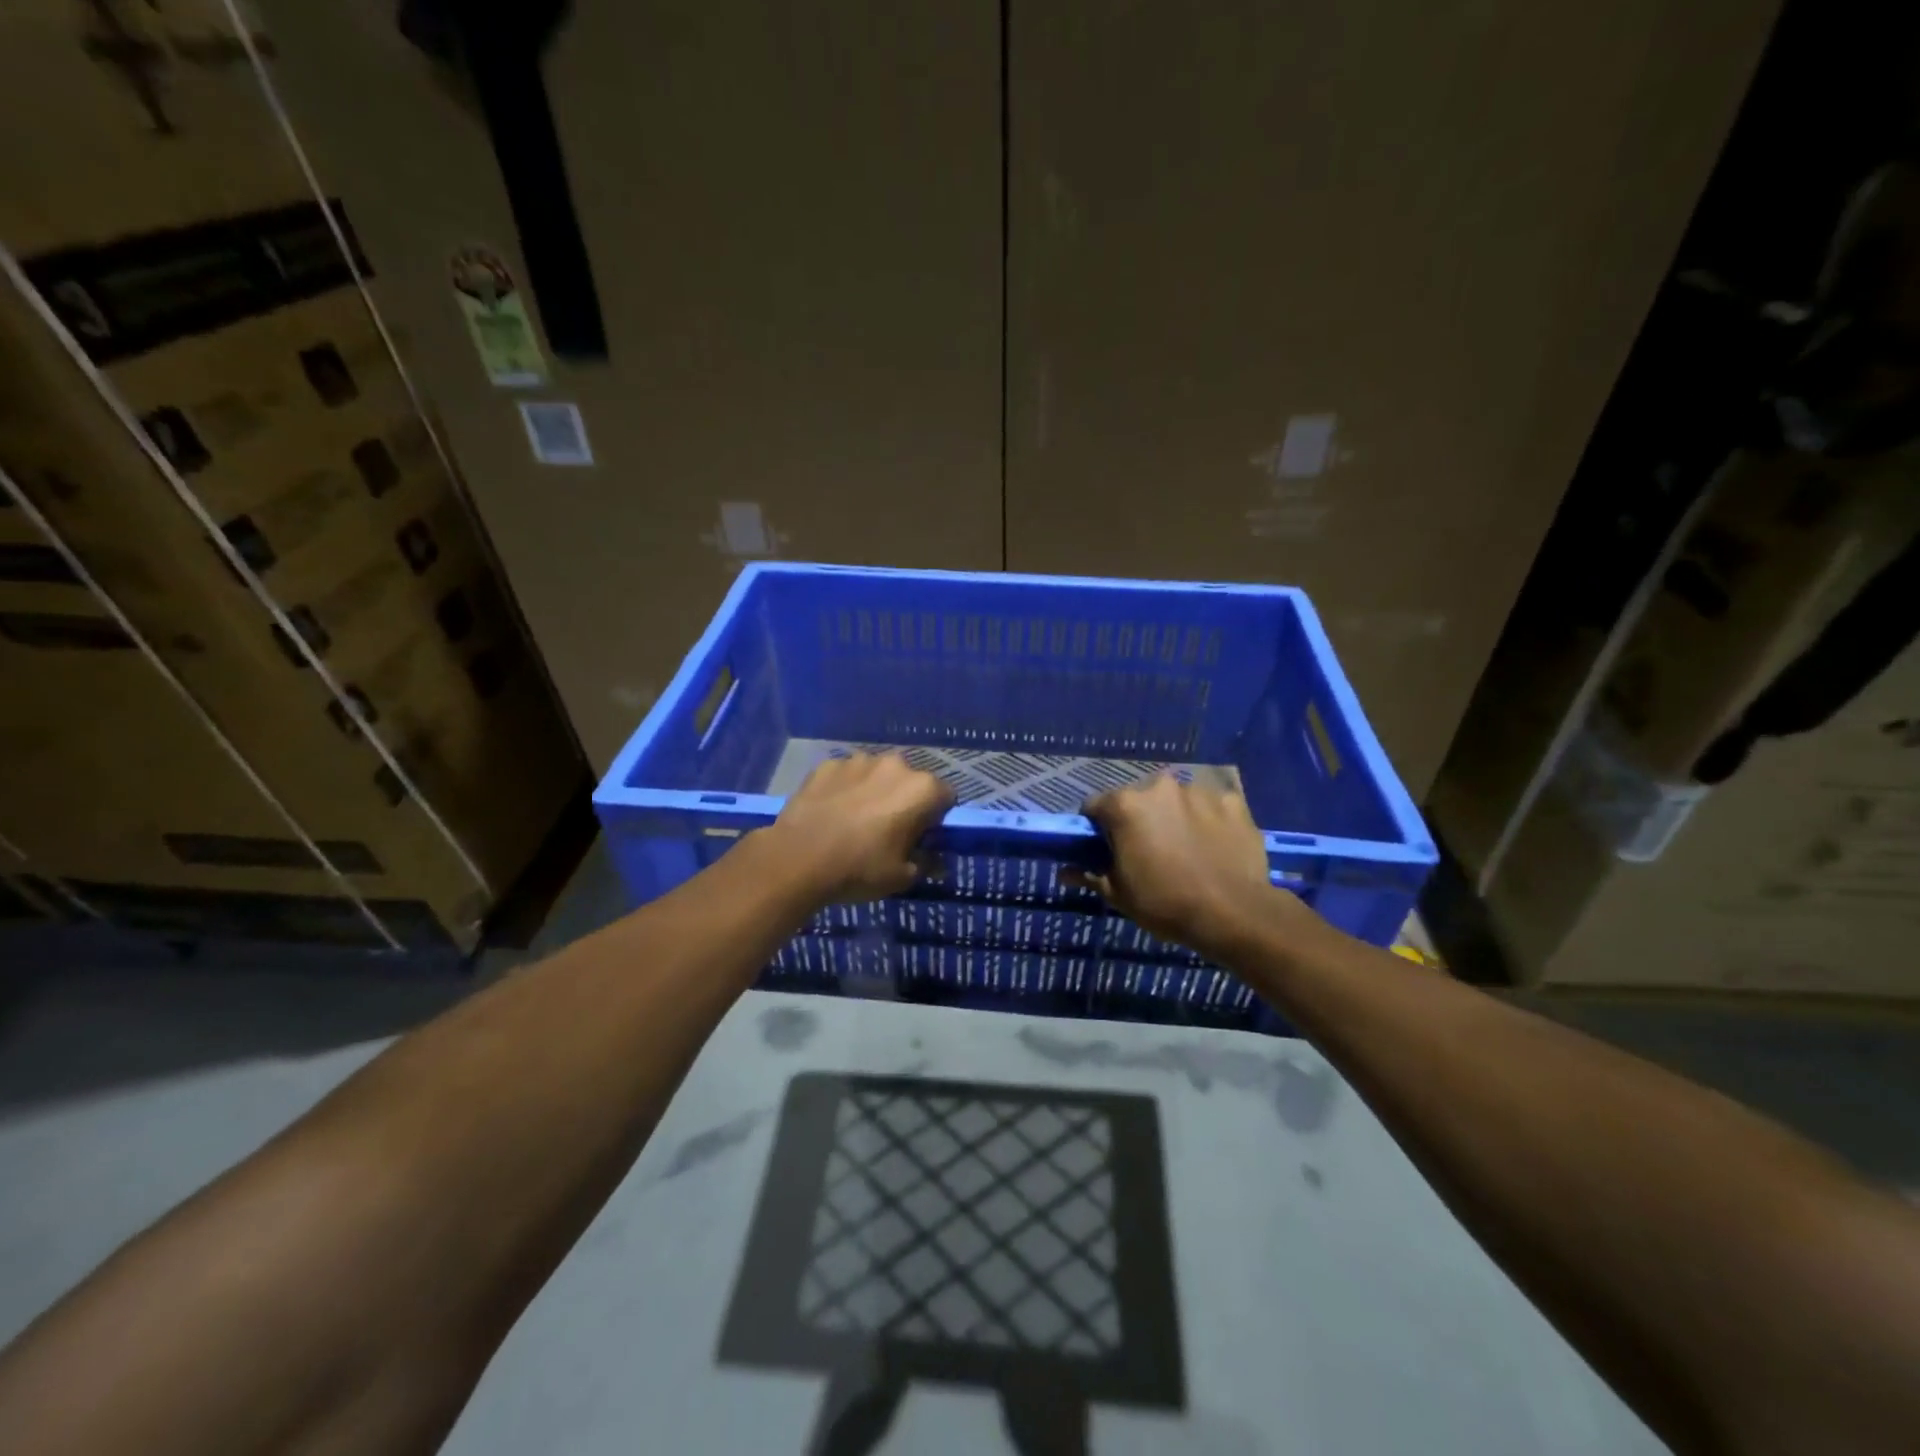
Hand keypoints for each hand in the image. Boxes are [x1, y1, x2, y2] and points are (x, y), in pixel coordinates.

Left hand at [762, 752, 954, 902]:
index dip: (937, 817)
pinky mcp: (828, 764)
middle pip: (911, 781)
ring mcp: (859, 760)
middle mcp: (895, 765)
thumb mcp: (902, 876)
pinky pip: (847, 775)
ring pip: (878, 774)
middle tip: (890, 829)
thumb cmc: (859, 869)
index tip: (923, 836)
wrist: (797, 859)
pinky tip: (833, 812)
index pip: (946, 797)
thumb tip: (937, 861)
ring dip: (875, 790)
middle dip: (905, 800)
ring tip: (857, 819)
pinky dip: (845, 788)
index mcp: (921, 789)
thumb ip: (927, 863)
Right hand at [1069, 774, 1297, 957]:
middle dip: (1137, 819)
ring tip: (1184, 850)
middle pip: (1137, 799)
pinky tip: (1213, 847)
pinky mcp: (1233, 801)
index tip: (1104, 849)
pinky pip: (1210, 807)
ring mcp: (1199, 791)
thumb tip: (1065, 872)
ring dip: (1173, 817)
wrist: (1234, 914)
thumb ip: (1090, 874)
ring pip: (1175, 801)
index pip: (1095, 806)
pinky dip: (1207, 821)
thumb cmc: (1165, 904)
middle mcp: (1160, 787)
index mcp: (1125, 805)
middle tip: (1146, 852)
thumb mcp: (1118, 894)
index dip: (1096, 828)